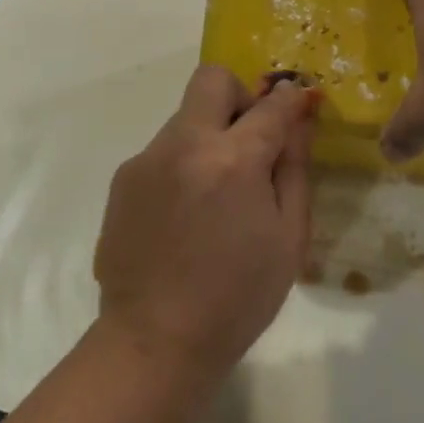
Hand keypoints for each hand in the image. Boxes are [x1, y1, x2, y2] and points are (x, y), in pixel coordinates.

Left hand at [94, 66, 315, 386]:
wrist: (154, 343)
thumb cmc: (236, 298)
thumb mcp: (288, 239)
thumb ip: (295, 169)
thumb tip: (299, 121)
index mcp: (233, 160)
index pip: (271, 104)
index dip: (291, 98)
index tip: (299, 102)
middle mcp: (186, 144)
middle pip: (213, 79)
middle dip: (239, 96)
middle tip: (248, 139)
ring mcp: (149, 158)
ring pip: (186, 116)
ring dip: (208, 136)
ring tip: (213, 194)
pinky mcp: (124, 177)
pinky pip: (163, 150)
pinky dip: (182, 164)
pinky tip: (183, 215)